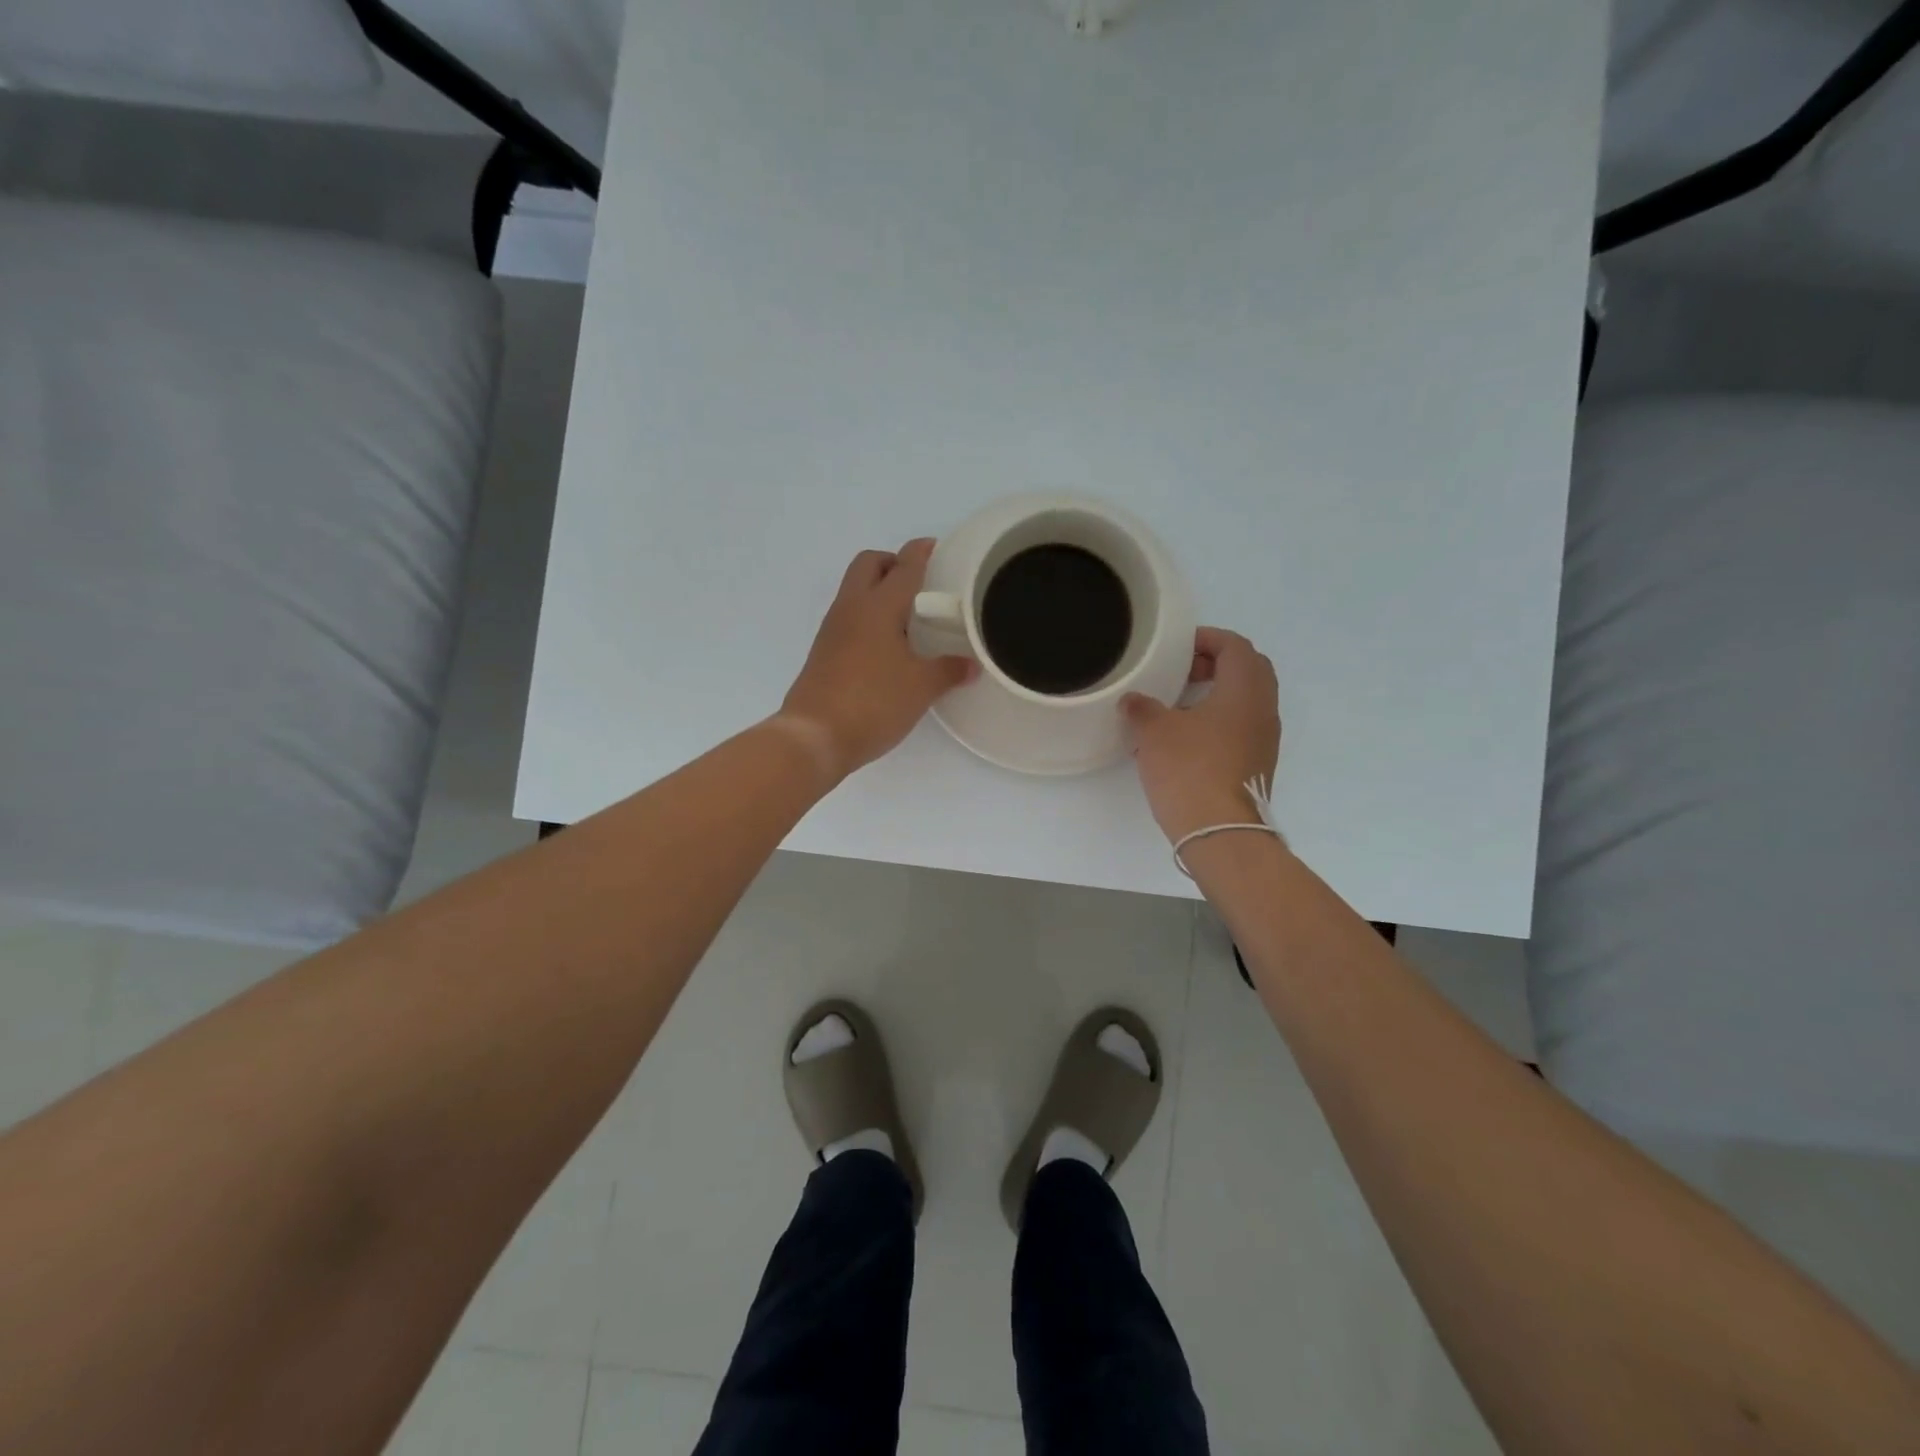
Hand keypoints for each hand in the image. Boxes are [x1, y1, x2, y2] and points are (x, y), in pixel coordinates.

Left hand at [778, 539, 973, 781]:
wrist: (814, 736)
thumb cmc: (873, 703)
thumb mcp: (921, 688)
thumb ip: (948, 670)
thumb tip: (971, 665)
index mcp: (878, 606)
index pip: (904, 566)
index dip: (921, 552)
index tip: (936, 547)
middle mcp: (851, 608)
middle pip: (869, 564)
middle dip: (893, 563)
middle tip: (919, 583)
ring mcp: (833, 629)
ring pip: (855, 590)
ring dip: (878, 590)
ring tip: (908, 617)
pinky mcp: (824, 652)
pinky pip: (848, 617)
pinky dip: (868, 617)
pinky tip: (887, 645)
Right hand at [1123, 627, 1280, 842]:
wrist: (1218, 830)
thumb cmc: (1189, 768)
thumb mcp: (1154, 731)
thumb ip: (1142, 707)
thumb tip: (1133, 700)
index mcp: (1244, 690)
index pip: (1236, 646)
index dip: (1208, 639)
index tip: (1179, 647)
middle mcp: (1263, 709)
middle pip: (1249, 669)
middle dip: (1217, 663)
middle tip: (1183, 670)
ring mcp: (1265, 739)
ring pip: (1247, 699)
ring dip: (1219, 692)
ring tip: (1181, 702)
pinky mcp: (1257, 763)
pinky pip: (1243, 725)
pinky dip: (1221, 718)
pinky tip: (1189, 735)